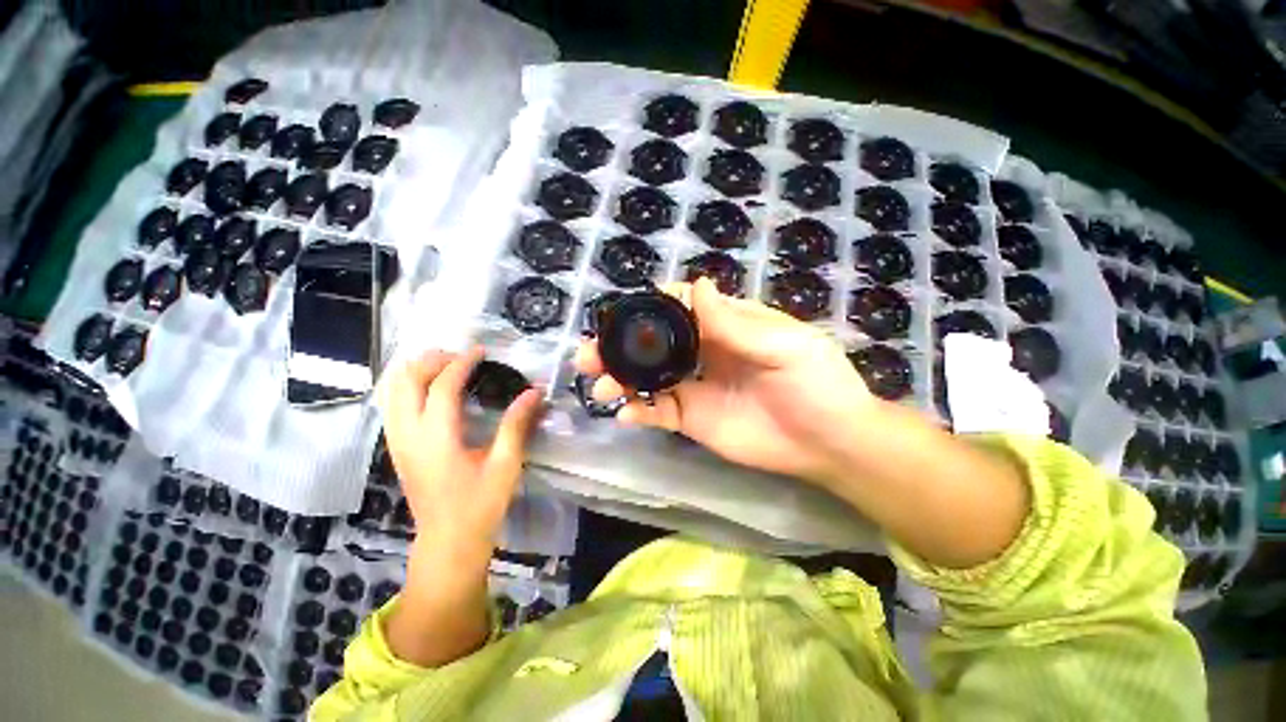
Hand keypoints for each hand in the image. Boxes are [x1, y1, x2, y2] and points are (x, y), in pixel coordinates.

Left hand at [380, 347, 543, 560]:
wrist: (449, 540)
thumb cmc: (481, 503)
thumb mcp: (505, 464)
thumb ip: (517, 424)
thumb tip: (534, 392)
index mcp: (438, 438)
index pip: (442, 387)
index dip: (461, 363)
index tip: (481, 351)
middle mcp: (410, 436)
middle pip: (408, 382)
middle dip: (432, 361)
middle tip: (460, 355)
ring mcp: (398, 443)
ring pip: (393, 393)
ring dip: (416, 372)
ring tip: (444, 365)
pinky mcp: (398, 450)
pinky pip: (393, 407)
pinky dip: (407, 388)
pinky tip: (428, 389)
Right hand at [575, 277, 878, 485]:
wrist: (828, 442)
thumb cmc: (815, 384)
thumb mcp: (782, 346)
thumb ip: (735, 323)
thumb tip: (697, 285)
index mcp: (724, 325)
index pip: (679, 306)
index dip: (650, 306)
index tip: (623, 315)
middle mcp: (703, 351)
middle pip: (653, 342)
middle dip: (620, 345)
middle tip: (588, 354)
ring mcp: (694, 386)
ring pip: (648, 377)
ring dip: (619, 378)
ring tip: (598, 385)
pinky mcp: (692, 418)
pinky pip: (658, 411)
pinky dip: (638, 411)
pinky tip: (625, 414)